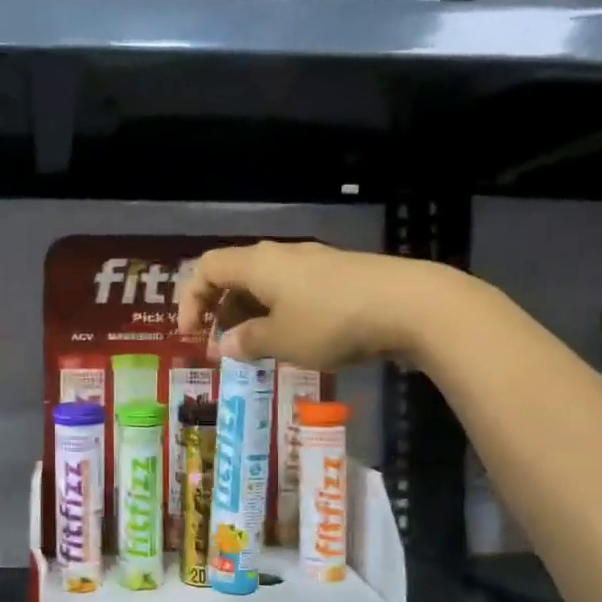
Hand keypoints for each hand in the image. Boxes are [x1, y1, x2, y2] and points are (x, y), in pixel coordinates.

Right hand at [177, 241, 464, 368]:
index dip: (191, 299)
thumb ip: (248, 342)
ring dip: (252, 313)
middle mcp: (282, 255)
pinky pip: (295, 290)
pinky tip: (297, 339)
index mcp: (258, 264)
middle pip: (236, 274)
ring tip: (259, 347)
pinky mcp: (341, 275)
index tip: (191, 335)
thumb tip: (226, 345)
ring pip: (267, 283)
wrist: (411, 305)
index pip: (207, 268)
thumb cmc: (332, 322)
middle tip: (224, 345)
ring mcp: (315, 262)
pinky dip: (282, 312)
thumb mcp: (282, 340)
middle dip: (222, 309)